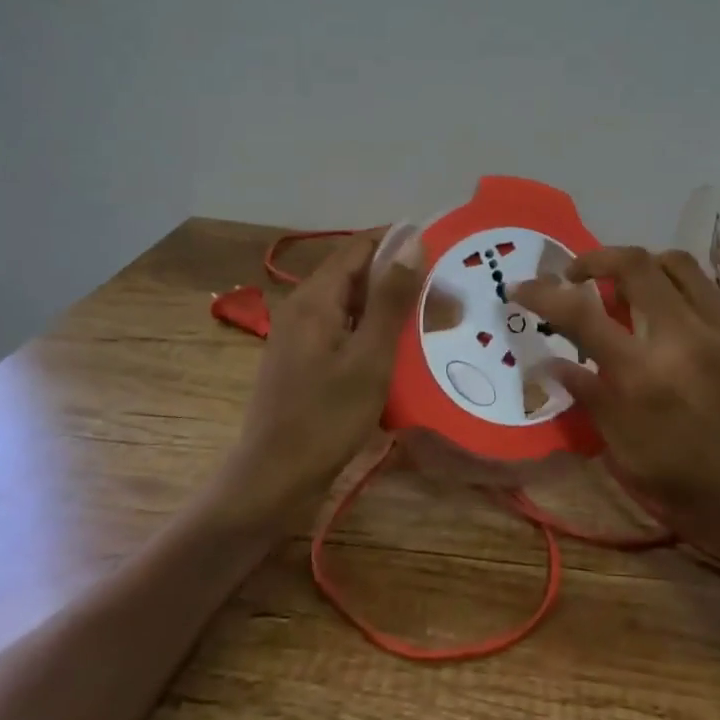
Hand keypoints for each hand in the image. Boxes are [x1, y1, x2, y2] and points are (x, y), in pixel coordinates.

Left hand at [219, 229, 423, 527]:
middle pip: (354, 274)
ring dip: (388, 305)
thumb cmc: (326, 418)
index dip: (398, 241)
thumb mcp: (370, 357)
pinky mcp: (303, 359)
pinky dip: (373, 329)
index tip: (441, 247)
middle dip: (398, 276)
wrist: (274, 480)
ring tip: (430, 317)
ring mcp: (299, 335)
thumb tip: (412, 240)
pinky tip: (399, 348)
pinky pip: (343, 329)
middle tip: (445, 291)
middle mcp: (302, 307)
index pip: (359, 247)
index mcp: (314, 298)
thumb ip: (391, 298)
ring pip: (350, 303)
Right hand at [511, 247, 719, 615]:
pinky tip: (674, 325)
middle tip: (578, 279)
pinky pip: (709, 292)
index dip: (543, 293)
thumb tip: (554, 361)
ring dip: (641, 267)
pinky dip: (678, 293)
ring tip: (626, 294)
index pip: (581, 312)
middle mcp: (686, 338)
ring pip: (676, 264)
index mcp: (646, 378)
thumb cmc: (702, 503)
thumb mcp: (631, 461)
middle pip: (634, 263)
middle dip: (594, 260)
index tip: (521, 288)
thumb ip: (591, 400)